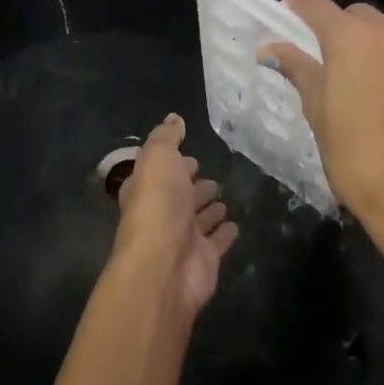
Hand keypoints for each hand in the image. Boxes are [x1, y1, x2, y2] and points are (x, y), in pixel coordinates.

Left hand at [111, 113, 236, 315]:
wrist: (164, 266)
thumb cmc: (157, 206)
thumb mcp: (157, 159)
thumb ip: (166, 138)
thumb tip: (174, 118)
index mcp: (147, 190)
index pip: (161, 173)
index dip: (174, 165)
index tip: (191, 156)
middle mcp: (163, 214)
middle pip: (181, 196)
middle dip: (194, 186)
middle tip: (210, 177)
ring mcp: (185, 238)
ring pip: (199, 219)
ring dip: (210, 208)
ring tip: (224, 197)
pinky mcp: (205, 258)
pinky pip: (218, 241)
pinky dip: (225, 233)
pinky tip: (236, 225)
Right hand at [259, 0, 383, 257]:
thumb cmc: (354, 155)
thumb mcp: (318, 113)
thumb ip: (300, 71)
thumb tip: (273, 50)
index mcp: (351, 39)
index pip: (317, 6)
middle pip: (358, 19)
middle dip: (341, 30)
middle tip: (328, 61)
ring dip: (374, 50)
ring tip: (366, 88)